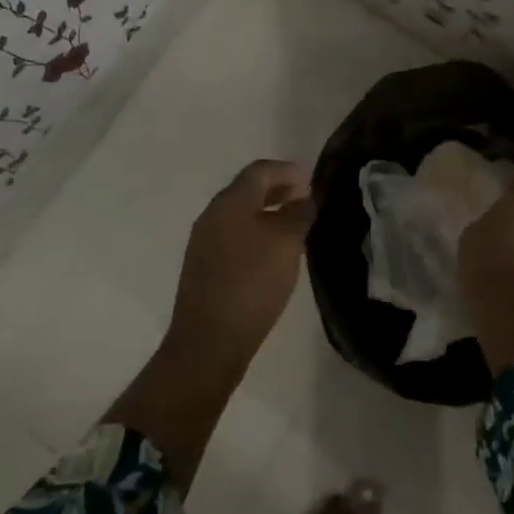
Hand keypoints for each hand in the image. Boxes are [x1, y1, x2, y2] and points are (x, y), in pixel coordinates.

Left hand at [108, 160, 314, 493]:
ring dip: (267, 212)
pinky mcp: (203, 267)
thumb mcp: (285, 244)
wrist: (209, 342)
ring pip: (240, 214)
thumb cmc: (251, 284)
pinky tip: (273, 252)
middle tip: (305, 199)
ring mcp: (204, 242)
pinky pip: (234, 235)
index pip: (259, 171)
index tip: (310, 180)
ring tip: (294, 225)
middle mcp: (212, 215)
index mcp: (229, 202)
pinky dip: (256, 232)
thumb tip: (305, 198)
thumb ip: (298, 214)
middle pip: (247, 189)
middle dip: (277, 189)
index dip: (287, 170)